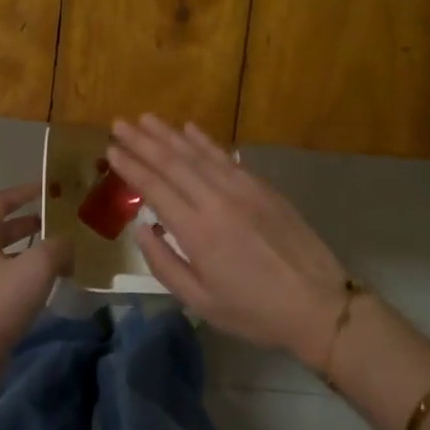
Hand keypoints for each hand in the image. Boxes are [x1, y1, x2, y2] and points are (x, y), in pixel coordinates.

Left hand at [0, 185, 72, 397]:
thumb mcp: (37, 268)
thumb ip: (57, 248)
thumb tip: (66, 245)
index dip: (24, 192)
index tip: (46, 189)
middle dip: (26, 226)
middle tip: (54, 226)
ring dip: (22, 254)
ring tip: (51, 259)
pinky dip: (15, 277)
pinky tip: (35, 290)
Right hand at [107, 116, 348, 364]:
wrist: (318, 304)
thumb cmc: (254, 311)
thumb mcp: (200, 301)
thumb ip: (164, 264)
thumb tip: (142, 229)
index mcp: (197, 231)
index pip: (155, 188)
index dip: (130, 167)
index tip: (110, 149)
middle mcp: (217, 200)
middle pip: (173, 162)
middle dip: (143, 141)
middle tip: (119, 123)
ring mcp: (243, 189)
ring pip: (199, 153)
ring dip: (170, 134)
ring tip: (146, 118)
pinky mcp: (263, 187)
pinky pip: (226, 157)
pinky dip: (205, 141)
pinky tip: (189, 128)